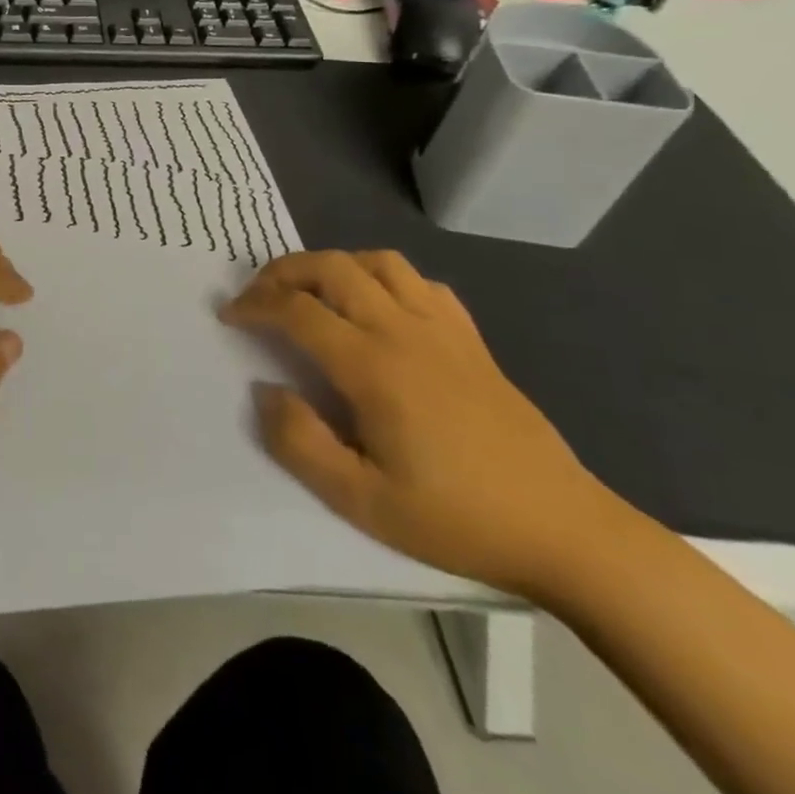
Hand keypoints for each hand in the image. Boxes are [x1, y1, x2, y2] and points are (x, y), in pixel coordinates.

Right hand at [223, 250, 623, 596]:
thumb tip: (266, 390)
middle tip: (258, 293)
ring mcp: (443, 329)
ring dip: (333, 264)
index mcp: (373, 366)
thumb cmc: (456, 518)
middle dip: (284, 270)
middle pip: (332, 268)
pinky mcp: (472, 339)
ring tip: (312, 291)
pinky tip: (377, 306)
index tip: (230, 316)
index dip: (255, 305)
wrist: (564, 530)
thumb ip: (299, 442)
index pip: (297, 310)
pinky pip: (421, 283)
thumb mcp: (361, 501)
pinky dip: (384, 278)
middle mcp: (404, 330)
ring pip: (378, 263)